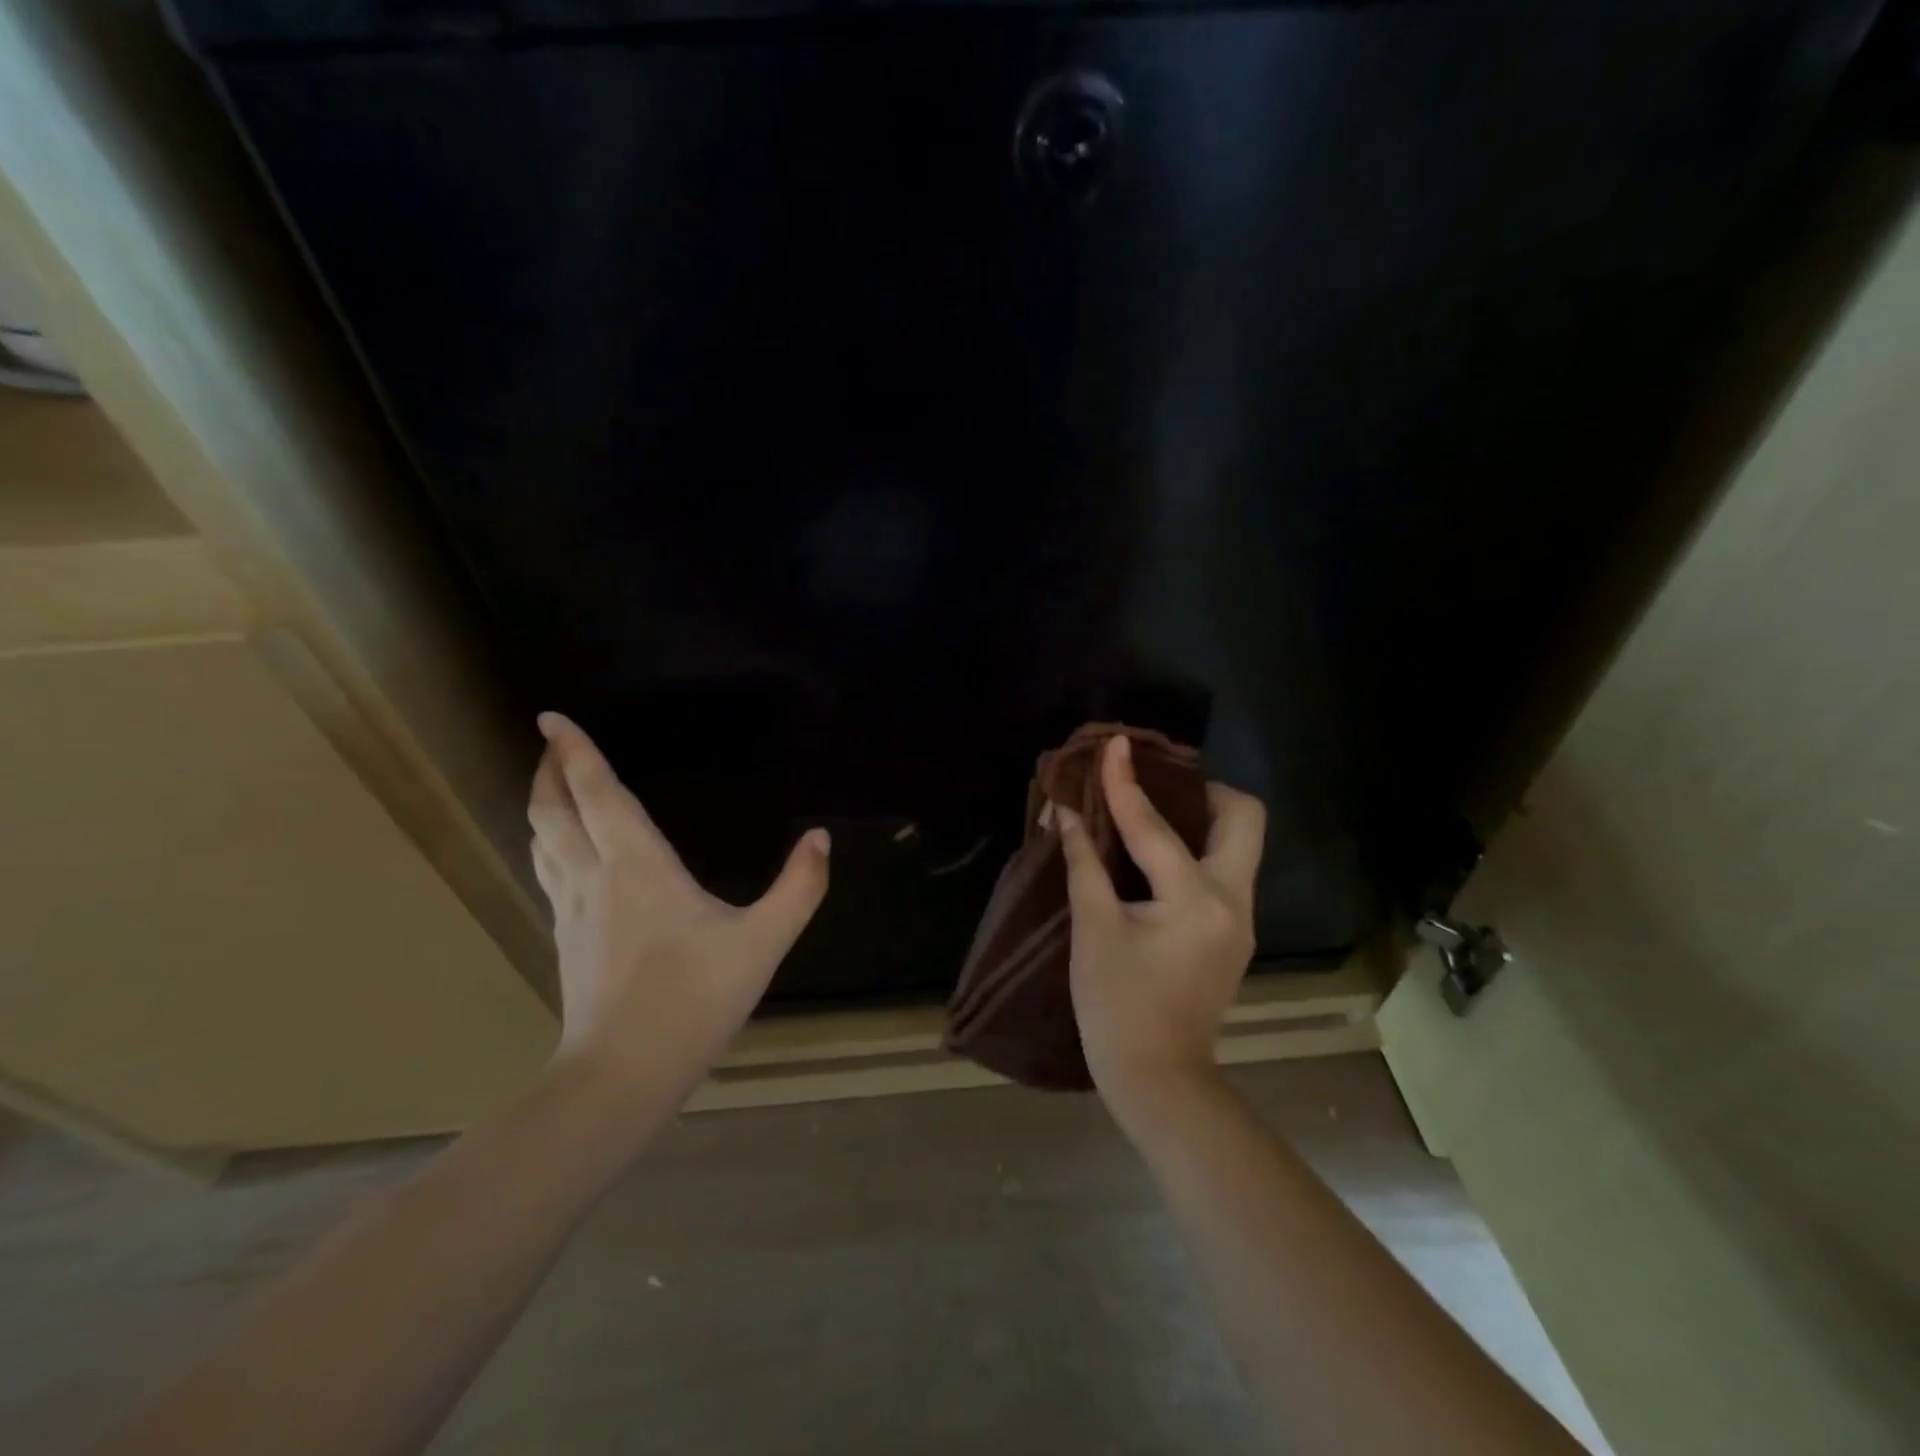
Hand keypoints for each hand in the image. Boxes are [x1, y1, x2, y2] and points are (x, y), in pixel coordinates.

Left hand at [527, 712, 830, 1108]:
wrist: (623, 1074)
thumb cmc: (693, 998)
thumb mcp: (763, 941)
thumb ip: (799, 888)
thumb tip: (821, 838)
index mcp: (636, 865)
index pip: (597, 793)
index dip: (575, 752)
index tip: (551, 718)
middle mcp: (594, 877)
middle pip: (553, 812)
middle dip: (549, 772)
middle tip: (550, 744)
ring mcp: (572, 910)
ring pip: (543, 843)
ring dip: (543, 807)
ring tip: (553, 789)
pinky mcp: (566, 940)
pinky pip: (549, 873)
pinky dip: (550, 845)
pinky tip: (565, 856)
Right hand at [1056, 735, 1266, 1129]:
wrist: (1158, 1077)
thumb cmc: (1116, 1006)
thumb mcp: (1093, 930)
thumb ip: (1083, 863)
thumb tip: (1066, 813)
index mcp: (1195, 900)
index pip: (1155, 826)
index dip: (1125, 783)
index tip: (1114, 744)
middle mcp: (1233, 900)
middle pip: (1244, 818)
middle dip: (1203, 791)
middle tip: (1158, 789)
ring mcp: (1241, 918)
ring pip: (1239, 844)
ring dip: (1202, 819)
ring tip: (1153, 815)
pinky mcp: (1235, 933)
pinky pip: (1226, 870)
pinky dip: (1197, 850)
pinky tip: (1157, 859)